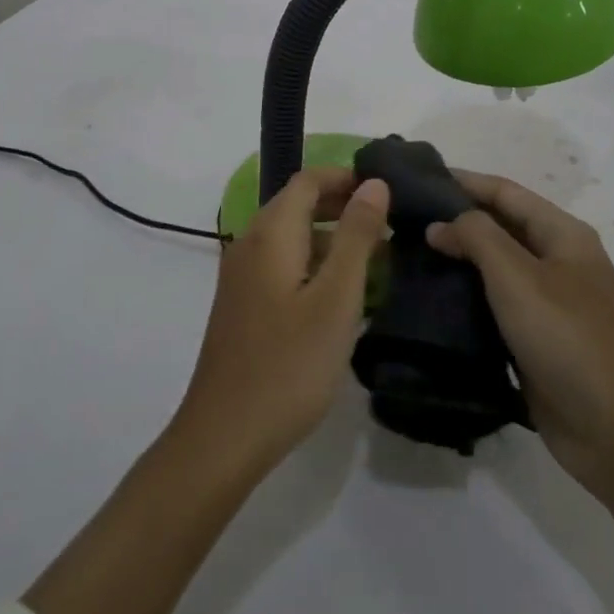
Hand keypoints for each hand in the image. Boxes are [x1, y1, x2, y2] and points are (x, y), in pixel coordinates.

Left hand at [175, 167, 390, 477]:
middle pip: (296, 204)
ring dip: (331, 236)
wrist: (225, 436)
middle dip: (341, 204)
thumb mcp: (336, 298)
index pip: (307, 180)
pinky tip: (342, 292)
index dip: (346, 177)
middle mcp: (249, 244)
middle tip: (389, 222)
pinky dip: (314, 262)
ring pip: (290, 236)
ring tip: (377, 256)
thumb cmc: (289, 365)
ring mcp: (242, 277)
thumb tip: (373, 183)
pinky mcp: (243, 305)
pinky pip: (282, 264)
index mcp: (270, 235)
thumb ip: (356, 236)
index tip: (387, 190)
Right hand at [427, 173, 613, 502]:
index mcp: (563, 235)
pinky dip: (466, 300)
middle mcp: (558, 262)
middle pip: (500, 227)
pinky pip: (495, 308)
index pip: (505, 192)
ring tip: (407, 257)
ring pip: (495, 270)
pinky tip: (431, 302)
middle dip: (455, 220)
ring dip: (457, 261)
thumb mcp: (519, 277)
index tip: (415, 180)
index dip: (462, 181)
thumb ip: (477, 237)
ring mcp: (550, 304)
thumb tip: (440, 224)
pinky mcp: (538, 342)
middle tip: (402, 221)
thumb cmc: (570, 340)